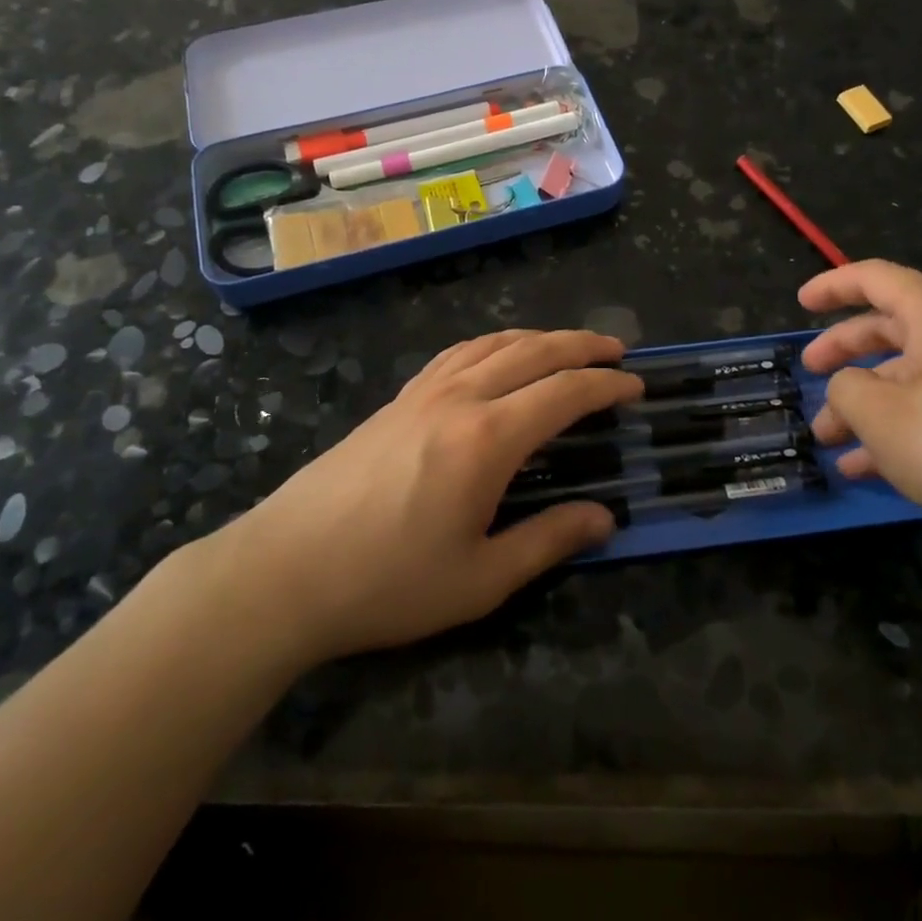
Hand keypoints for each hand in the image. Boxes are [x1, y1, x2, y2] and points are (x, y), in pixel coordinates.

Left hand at [216, 330, 640, 664]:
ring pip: (492, 344)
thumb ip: (547, 541)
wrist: (286, 570)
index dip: (605, 385)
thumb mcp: (480, 580)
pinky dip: (491, 344)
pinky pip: (456, 354)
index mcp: (487, 438)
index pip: (563, 392)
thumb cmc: (388, 583)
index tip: (635, 386)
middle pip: (532, 351)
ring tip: (565, 346)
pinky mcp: (396, 400)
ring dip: (537, 337)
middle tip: (615, 350)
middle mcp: (459, 399)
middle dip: (580, 345)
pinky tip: (494, 356)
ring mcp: (422, 393)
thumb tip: (604, 519)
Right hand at [799, 260, 921, 552]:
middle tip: (811, 379)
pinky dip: (908, 427)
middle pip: (892, 329)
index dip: (832, 286)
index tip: (800, 303)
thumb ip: (848, 392)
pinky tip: (879, 470)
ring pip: (917, 376)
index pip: (874, 278)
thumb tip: (848, 386)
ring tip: (834, 444)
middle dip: (845, 355)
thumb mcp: (886, 419)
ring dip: (871, 404)